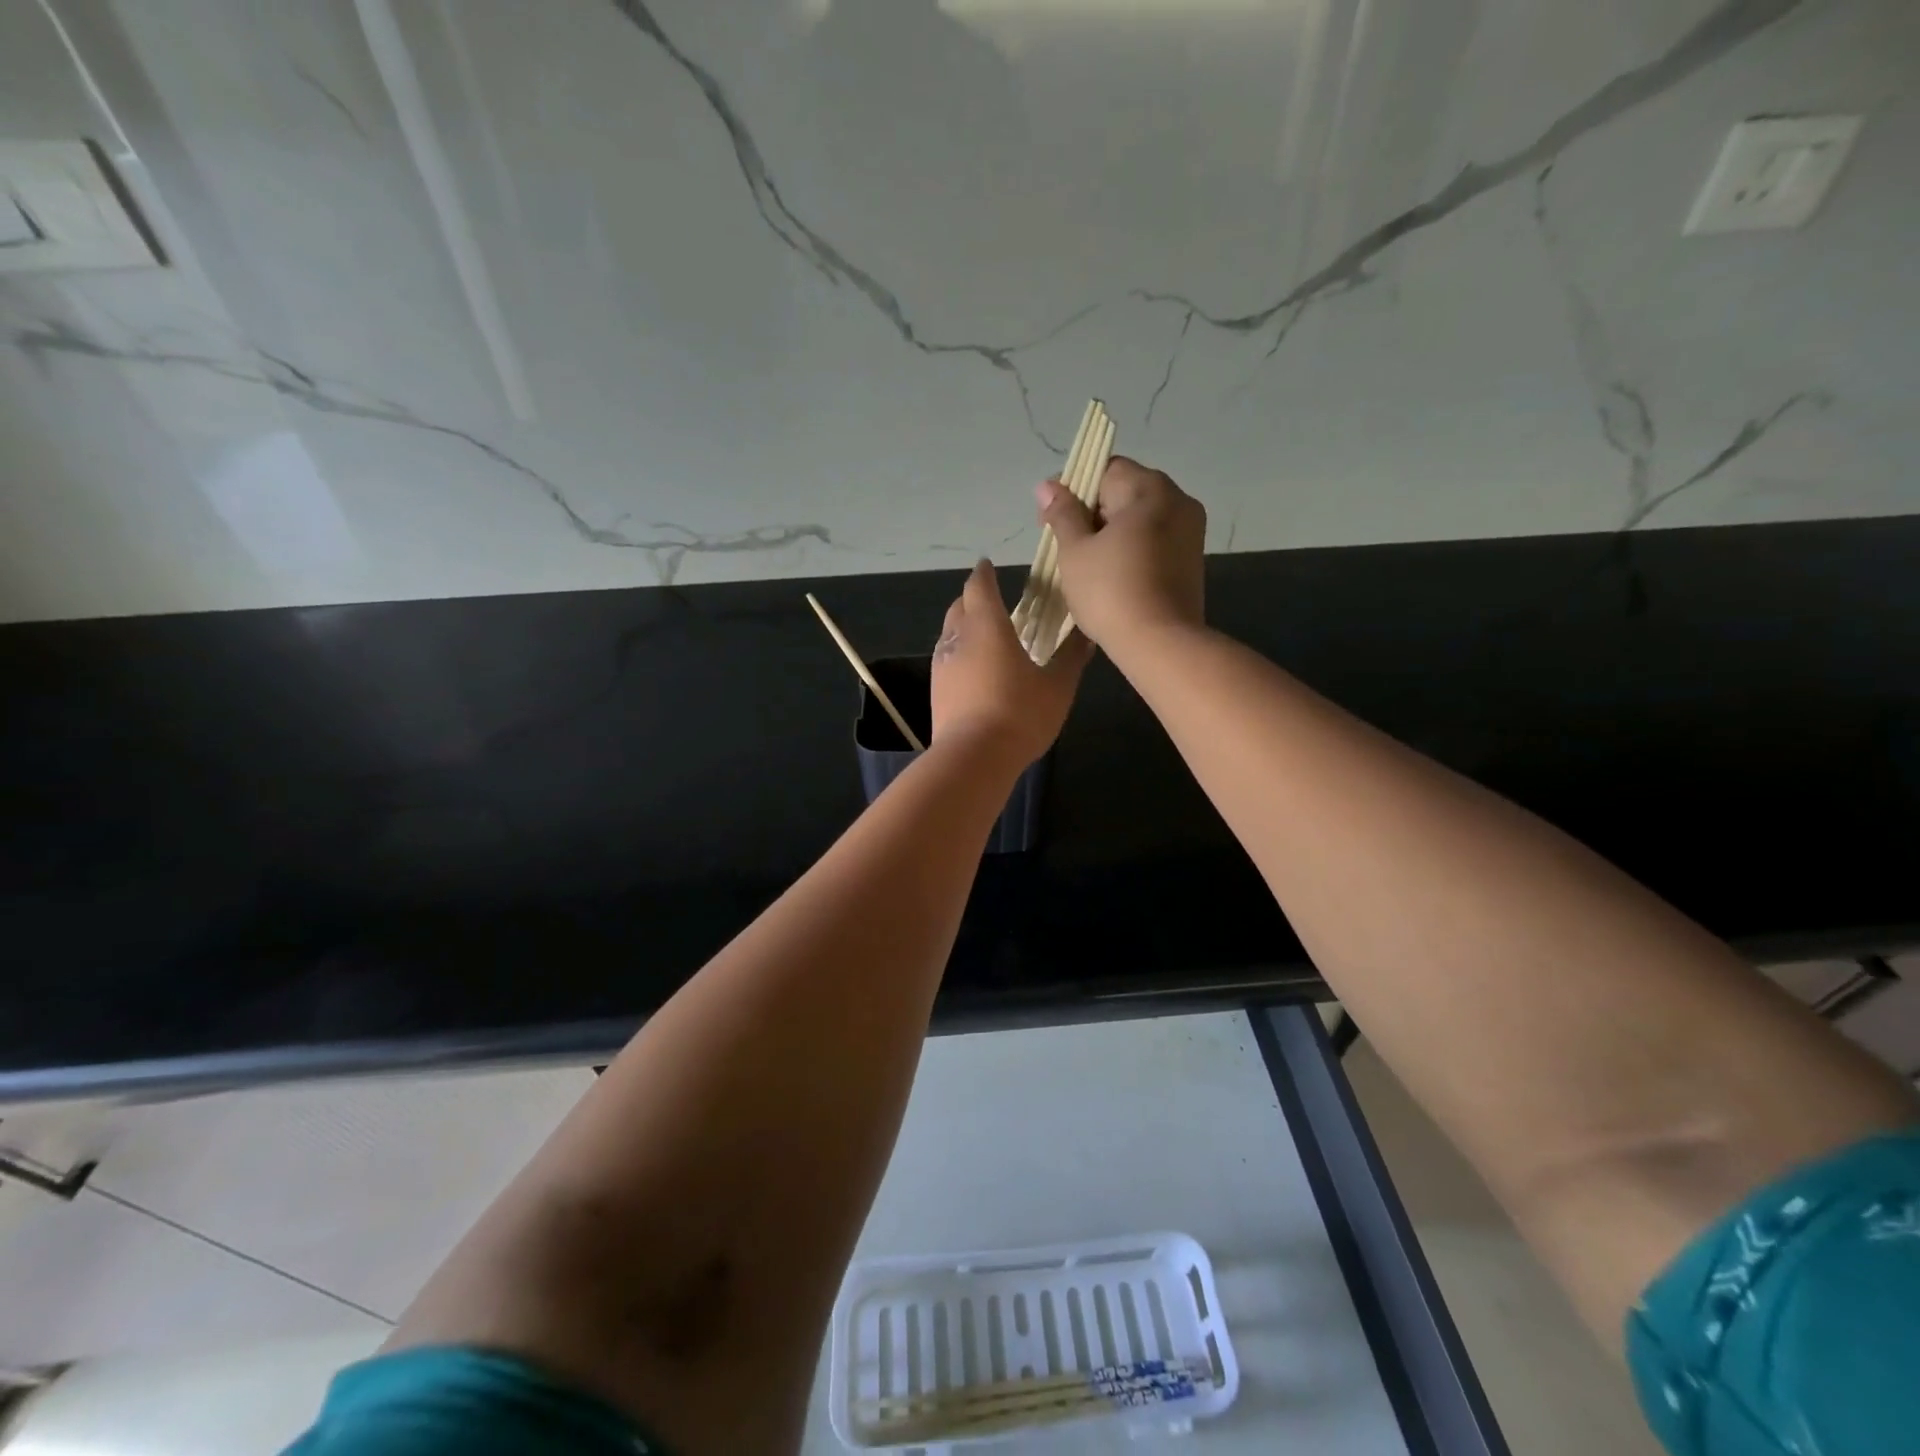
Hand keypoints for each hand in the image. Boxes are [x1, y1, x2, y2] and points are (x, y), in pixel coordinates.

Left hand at [930, 560, 1090, 765]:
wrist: (974, 758)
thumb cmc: (1020, 714)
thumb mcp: (1058, 686)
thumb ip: (1071, 657)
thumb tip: (1087, 634)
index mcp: (987, 626)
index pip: (979, 586)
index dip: (984, 574)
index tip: (989, 566)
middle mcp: (958, 638)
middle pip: (959, 606)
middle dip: (972, 598)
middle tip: (991, 600)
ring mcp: (942, 665)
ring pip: (949, 634)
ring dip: (963, 627)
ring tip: (984, 635)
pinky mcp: (936, 691)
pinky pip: (946, 660)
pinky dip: (959, 654)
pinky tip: (974, 670)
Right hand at [1036, 456, 1205, 648]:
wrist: (1160, 644)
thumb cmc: (1110, 591)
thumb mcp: (1075, 551)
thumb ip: (1062, 513)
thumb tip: (1048, 485)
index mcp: (1150, 489)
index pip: (1105, 469)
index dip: (1073, 488)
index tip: (1050, 518)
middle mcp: (1178, 501)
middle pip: (1125, 492)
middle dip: (1091, 512)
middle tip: (1063, 544)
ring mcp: (1190, 532)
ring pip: (1140, 519)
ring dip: (1110, 533)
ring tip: (1084, 564)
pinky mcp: (1192, 561)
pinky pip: (1154, 541)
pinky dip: (1130, 549)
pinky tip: (1110, 576)